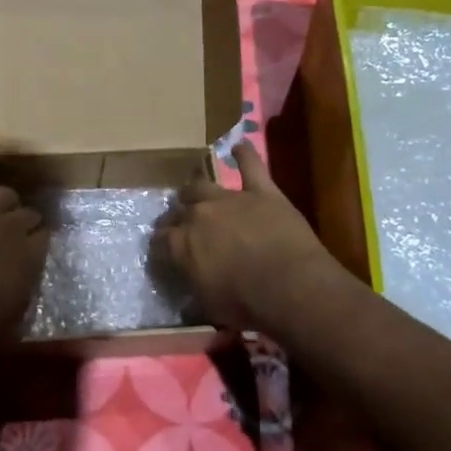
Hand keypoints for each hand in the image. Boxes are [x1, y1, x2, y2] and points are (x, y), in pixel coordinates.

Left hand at [0, 160, 46, 351]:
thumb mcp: (11, 318)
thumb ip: (22, 287)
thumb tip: (24, 275)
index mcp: (30, 257)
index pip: (44, 237)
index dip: (36, 243)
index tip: (28, 252)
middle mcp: (12, 228)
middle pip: (28, 213)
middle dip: (22, 224)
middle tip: (8, 237)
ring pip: (5, 194)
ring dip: (3, 204)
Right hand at [156, 143, 349, 334]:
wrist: (290, 286)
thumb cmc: (246, 304)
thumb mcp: (208, 303)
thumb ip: (194, 282)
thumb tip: (191, 277)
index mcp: (180, 244)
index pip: (160, 240)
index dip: (161, 245)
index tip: (163, 251)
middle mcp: (198, 215)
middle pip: (178, 209)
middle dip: (176, 216)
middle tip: (180, 224)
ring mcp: (230, 199)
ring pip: (202, 185)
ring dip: (196, 189)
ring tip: (195, 191)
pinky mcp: (261, 191)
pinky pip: (251, 166)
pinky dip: (245, 154)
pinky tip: (239, 145)